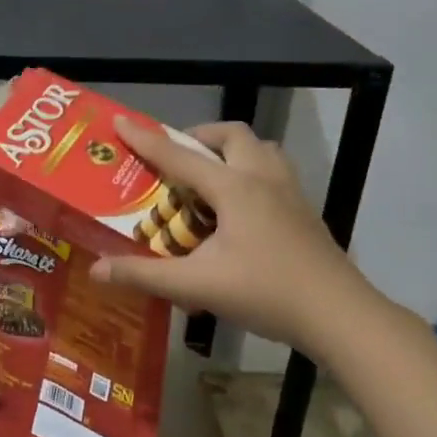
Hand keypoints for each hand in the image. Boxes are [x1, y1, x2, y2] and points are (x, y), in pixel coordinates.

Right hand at [89, 118, 384, 362]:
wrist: (339, 315)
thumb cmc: (265, 293)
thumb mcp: (197, 286)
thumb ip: (145, 275)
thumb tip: (96, 270)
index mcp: (235, 188)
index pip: (180, 156)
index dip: (146, 140)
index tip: (121, 121)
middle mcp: (263, 179)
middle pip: (232, 136)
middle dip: (198, 138)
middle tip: (176, 159)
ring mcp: (291, 193)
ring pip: (261, 150)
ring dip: (231, 152)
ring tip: (210, 178)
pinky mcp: (305, 212)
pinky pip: (275, 172)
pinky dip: (252, 173)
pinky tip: (242, 210)